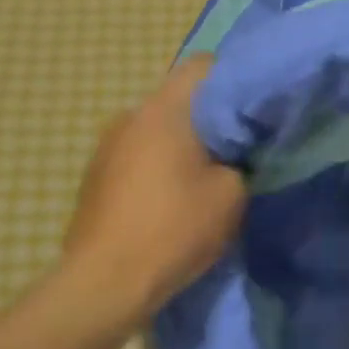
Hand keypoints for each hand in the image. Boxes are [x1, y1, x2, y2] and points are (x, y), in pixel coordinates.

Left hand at [61, 57, 246, 320]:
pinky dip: (157, 165)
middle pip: (179, 99)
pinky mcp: (95, 174)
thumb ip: (241, 160)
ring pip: (157, 128)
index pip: (204, 66)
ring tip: (202, 178)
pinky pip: (137, 154)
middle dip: (209, 118)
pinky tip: (168, 200)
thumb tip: (236, 153)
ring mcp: (106, 144)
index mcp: (164, 109)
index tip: (253, 111)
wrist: (104, 282)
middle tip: (237, 149)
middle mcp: (130, 115)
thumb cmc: (173, 229)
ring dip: (181, 144)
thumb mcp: (231, 194)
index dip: (235, 80)